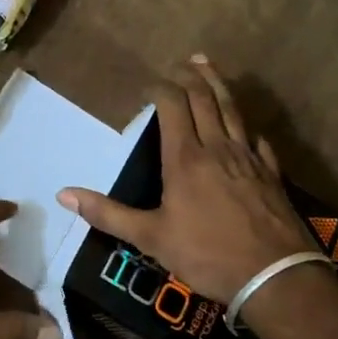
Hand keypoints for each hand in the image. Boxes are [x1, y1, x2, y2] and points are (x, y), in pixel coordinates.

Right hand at [60, 57, 319, 302]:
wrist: (274, 276)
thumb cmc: (207, 254)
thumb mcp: (150, 238)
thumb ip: (108, 214)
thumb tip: (63, 195)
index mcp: (185, 158)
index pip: (173, 106)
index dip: (160, 89)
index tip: (148, 86)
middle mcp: (217, 148)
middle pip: (205, 99)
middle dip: (191, 77)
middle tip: (183, 62)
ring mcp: (248, 158)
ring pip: (233, 110)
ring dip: (219, 86)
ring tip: (210, 67)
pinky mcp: (271, 174)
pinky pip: (257, 140)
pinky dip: (247, 127)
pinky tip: (247, 127)